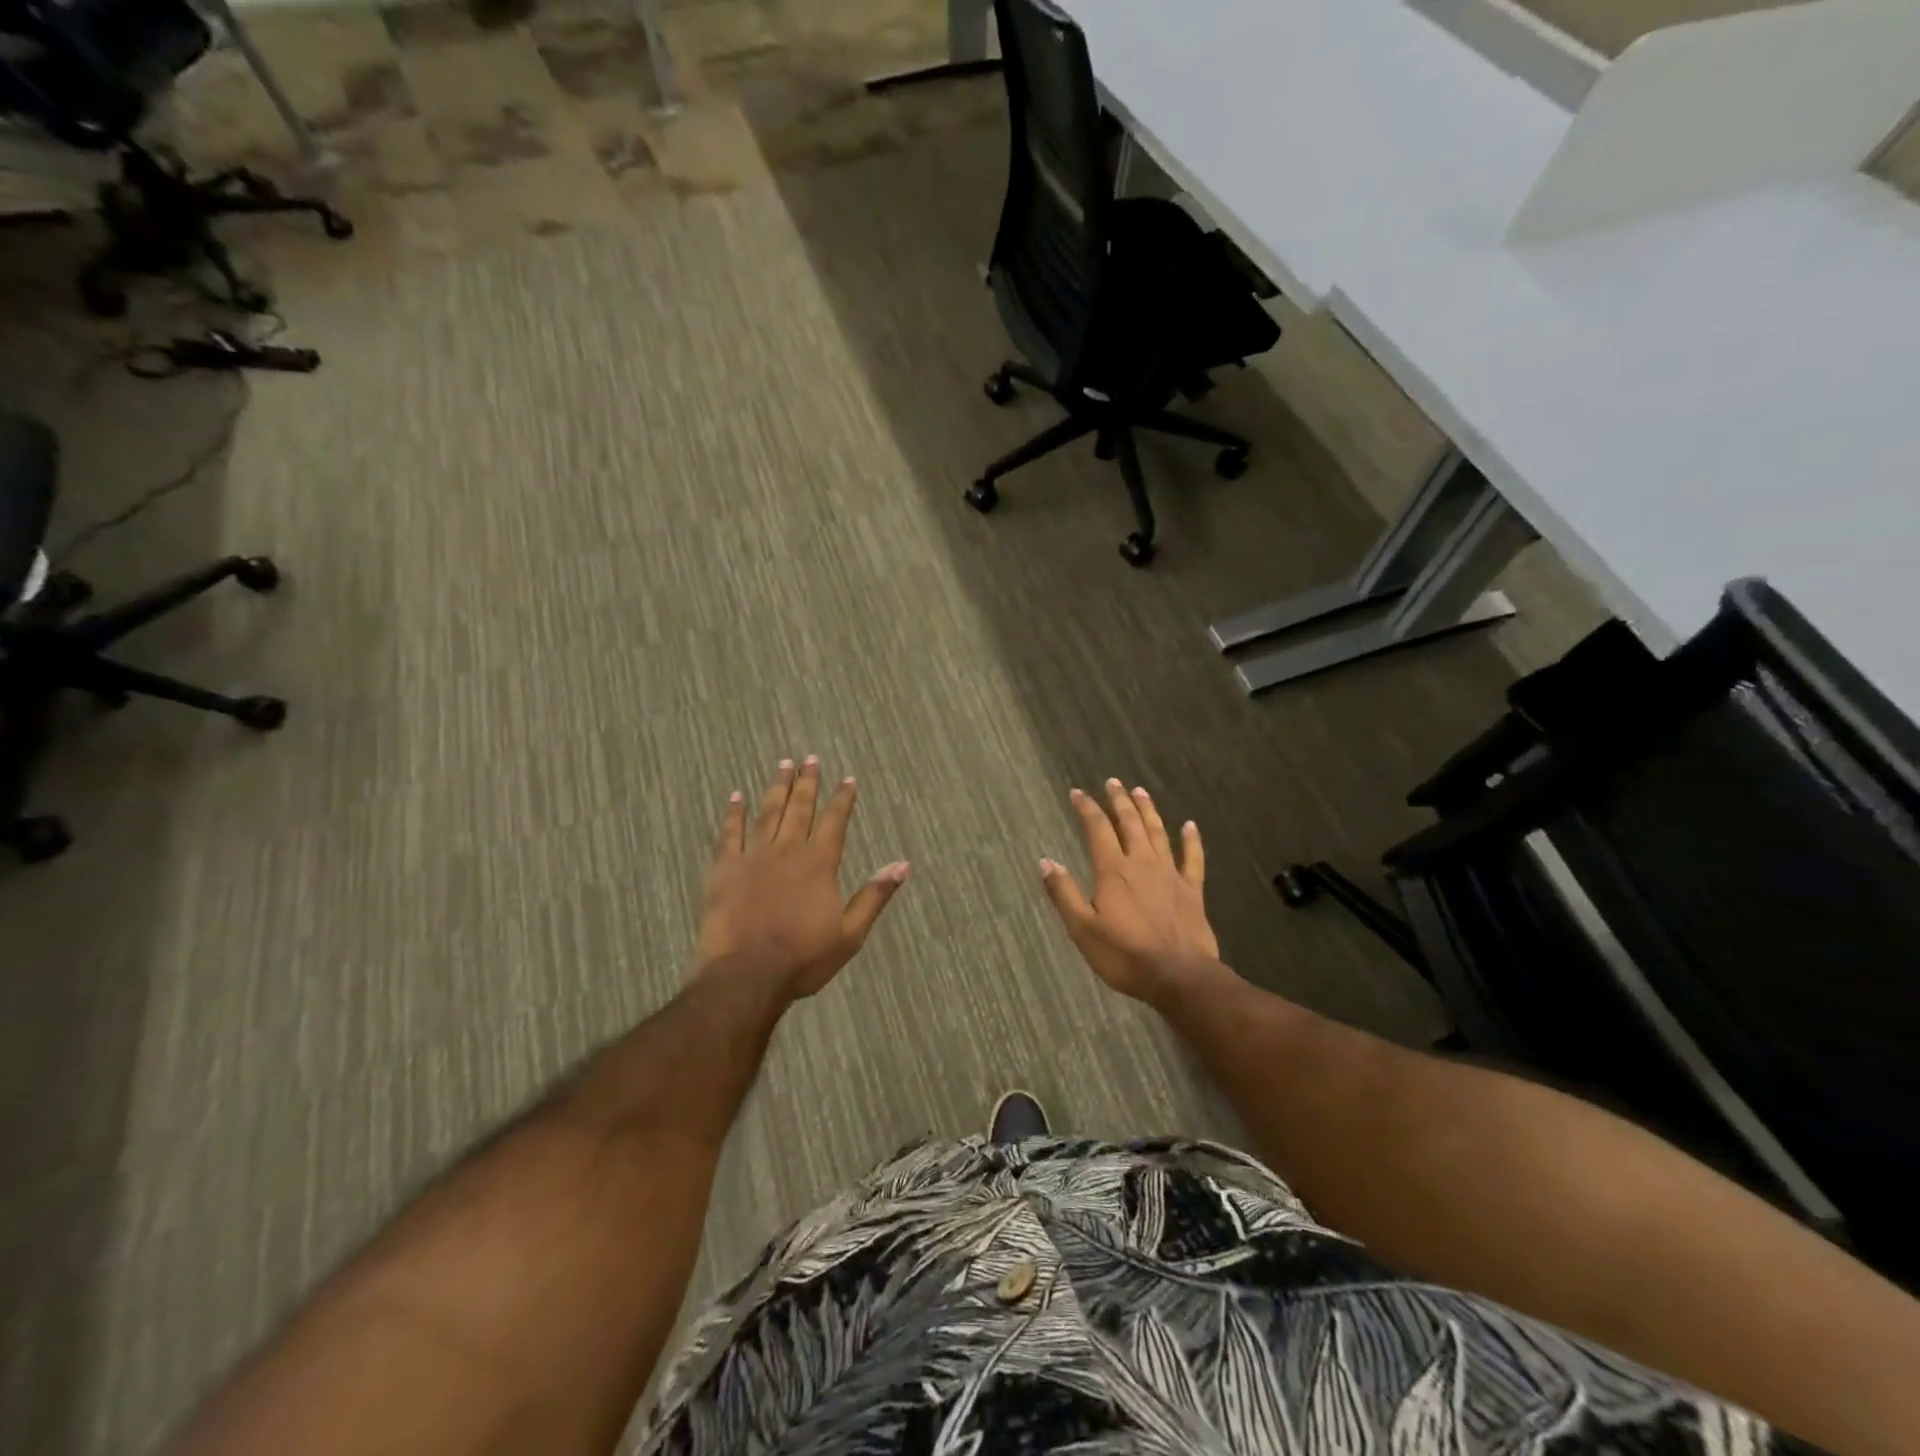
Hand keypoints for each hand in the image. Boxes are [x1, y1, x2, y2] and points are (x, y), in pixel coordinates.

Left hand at [694, 757, 909, 1001]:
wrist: (745, 975)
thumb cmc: (803, 959)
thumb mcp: (850, 934)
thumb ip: (874, 896)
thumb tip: (902, 865)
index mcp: (819, 864)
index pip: (834, 822)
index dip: (842, 799)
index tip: (848, 779)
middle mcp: (787, 851)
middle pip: (800, 808)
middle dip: (807, 782)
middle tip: (810, 758)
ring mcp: (753, 857)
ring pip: (767, 813)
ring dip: (776, 788)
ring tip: (783, 765)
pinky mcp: (724, 869)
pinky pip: (729, 833)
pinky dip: (733, 814)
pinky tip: (736, 797)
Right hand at [1040, 779, 1223, 1005]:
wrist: (1178, 976)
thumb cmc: (1124, 955)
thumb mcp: (1082, 929)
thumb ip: (1064, 893)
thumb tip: (1045, 861)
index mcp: (1112, 870)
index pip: (1097, 829)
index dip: (1087, 808)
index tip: (1077, 793)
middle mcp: (1141, 863)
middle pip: (1130, 823)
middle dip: (1119, 800)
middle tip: (1113, 782)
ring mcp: (1170, 874)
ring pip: (1158, 833)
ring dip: (1148, 810)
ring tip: (1141, 792)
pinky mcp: (1192, 890)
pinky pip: (1192, 858)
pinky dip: (1191, 840)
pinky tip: (1190, 826)